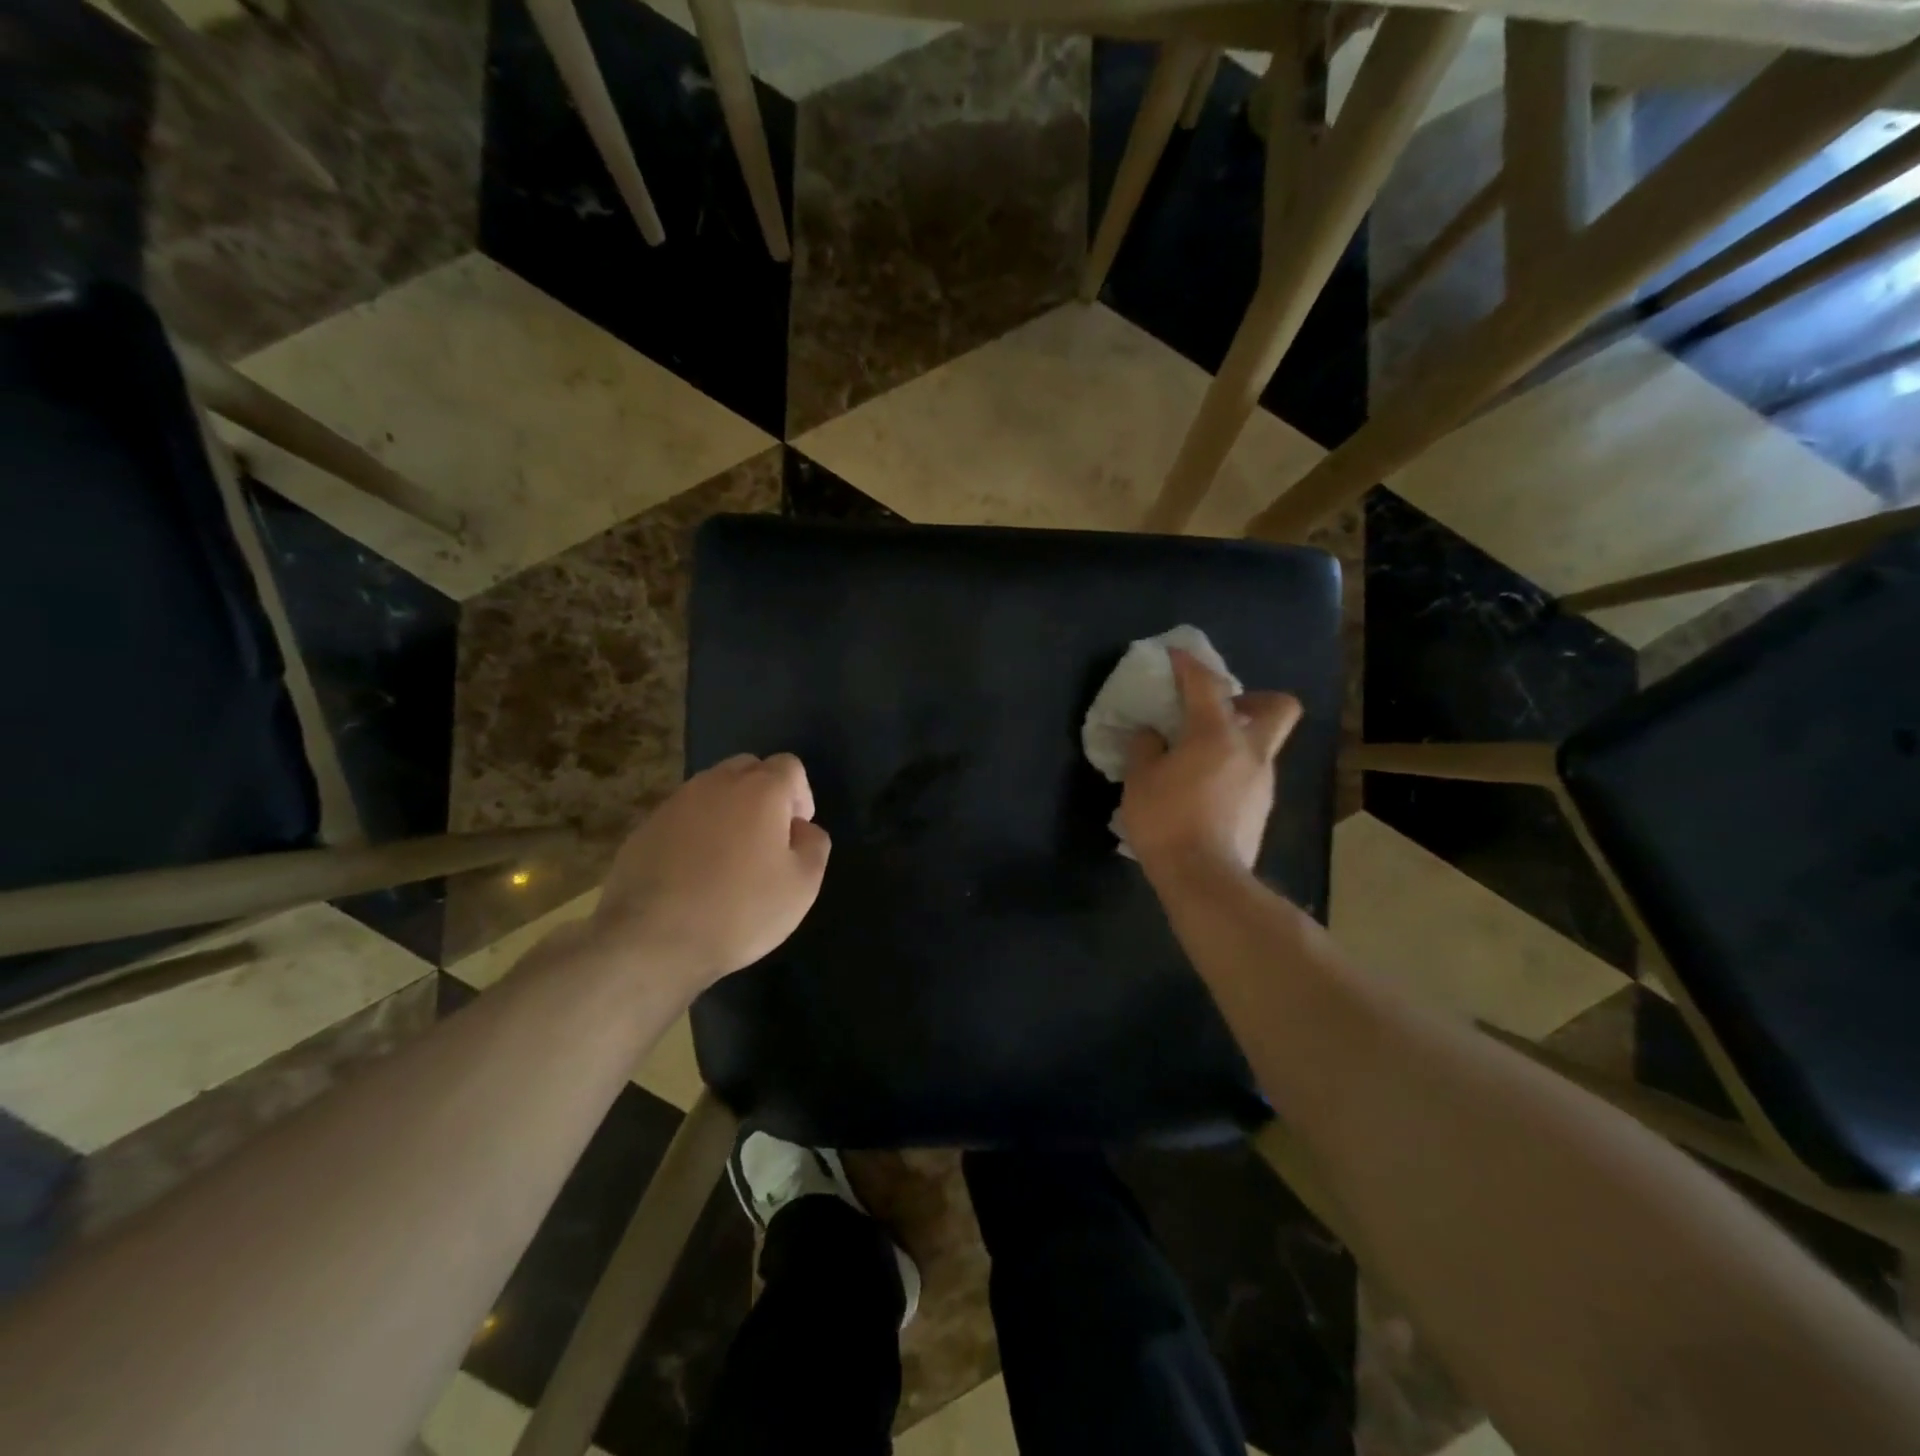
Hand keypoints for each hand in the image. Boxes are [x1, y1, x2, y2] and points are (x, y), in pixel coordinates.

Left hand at [590, 753, 829, 989]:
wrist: (651, 940)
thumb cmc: (739, 910)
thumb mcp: (802, 886)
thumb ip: (814, 845)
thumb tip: (801, 828)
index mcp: (760, 789)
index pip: (790, 766)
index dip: (801, 796)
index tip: (795, 834)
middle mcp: (716, 783)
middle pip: (749, 768)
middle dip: (764, 795)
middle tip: (766, 840)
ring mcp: (675, 802)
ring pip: (713, 790)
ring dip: (728, 811)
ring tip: (729, 857)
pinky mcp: (645, 826)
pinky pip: (684, 815)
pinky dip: (696, 831)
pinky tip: (694, 872)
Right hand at [1120, 649, 1300, 880]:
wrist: (1205, 879)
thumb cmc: (1167, 820)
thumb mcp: (1140, 779)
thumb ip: (1145, 748)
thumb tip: (1152, 734)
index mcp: (1217, 734)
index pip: (1206, 684)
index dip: (1189, 664)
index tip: (1176, 656)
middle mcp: (1251, 751)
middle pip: (1278, 706)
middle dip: (1252, 698)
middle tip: (1220, 710)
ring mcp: (1262, 782)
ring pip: (1262, 745)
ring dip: (1237, 740)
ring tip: (1198, 758)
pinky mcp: (1261, 810)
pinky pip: (1250, 775)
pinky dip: (1231, 771)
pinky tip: (1202, 791)